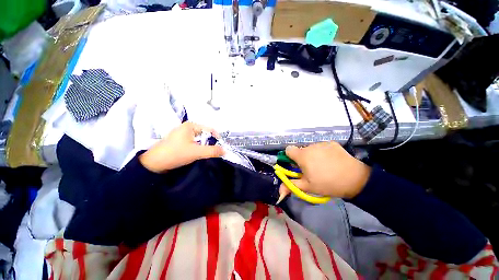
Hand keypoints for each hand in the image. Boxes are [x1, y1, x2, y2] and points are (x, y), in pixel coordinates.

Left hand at [139, 122, 224, 172]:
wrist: (153, 163)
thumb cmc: (175, 154)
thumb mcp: (196, 152)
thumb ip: (212, 151)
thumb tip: (225, 151)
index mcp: (191, 125)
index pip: (210, 129)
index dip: (217, 138)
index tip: (221, 147)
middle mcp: (186, 127)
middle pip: (205, 134)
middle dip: (210, 143)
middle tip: (214, 151)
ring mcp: (182, 134)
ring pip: (199, 139)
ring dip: (204, 146)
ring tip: (207, 153)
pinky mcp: (179, 141)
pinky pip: (193, 142)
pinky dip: (198, 147)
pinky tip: (197, 153)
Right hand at [278, 142, 370, 200]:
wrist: (355, 179)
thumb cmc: (327, 183)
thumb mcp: (308, 187)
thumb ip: (291, 186)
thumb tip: (279, 191)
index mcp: (302, 155)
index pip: (288, 149)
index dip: (289, 157)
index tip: (296, 165)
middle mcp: (310, 146)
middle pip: (301, 150)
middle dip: (302, 159)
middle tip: (311, 170)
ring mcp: (321, 143)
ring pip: (311, 149)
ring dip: (312, 155)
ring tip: (323, 166)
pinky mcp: (331, 143)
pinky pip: (321, 147)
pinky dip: (323, 153)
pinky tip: (331, 161)